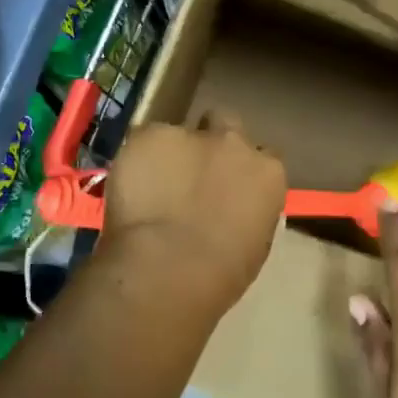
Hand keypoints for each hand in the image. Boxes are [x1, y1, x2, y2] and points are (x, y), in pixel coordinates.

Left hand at [100, 110, 285, 317]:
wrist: (168, 266)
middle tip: (192, 172)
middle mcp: (234, 142)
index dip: (242, 170)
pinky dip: (137, 159)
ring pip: (180, 132)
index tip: (228, 188)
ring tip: (151, 185)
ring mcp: (190, 134)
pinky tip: (129, 187)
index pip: (263, 157)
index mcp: (267, 172)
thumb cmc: (220, 274)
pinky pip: (144, 141)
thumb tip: (231, 209)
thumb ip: (246, 211)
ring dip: (171, 152)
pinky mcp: (149, 135)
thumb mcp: (253, 244)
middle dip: (212, 141)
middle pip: (226, 124)